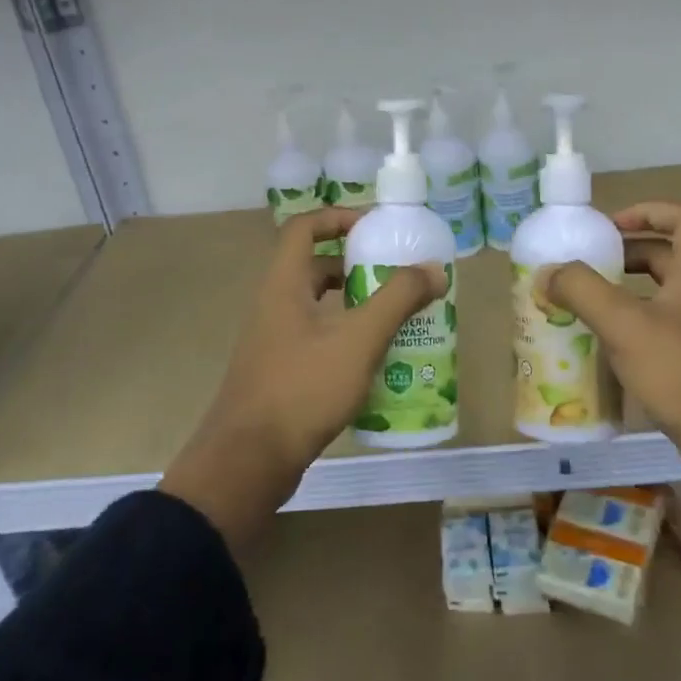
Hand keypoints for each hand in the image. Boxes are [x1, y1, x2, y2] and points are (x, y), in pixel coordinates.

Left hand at [160, 208, 447, 546]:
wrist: (248, 463)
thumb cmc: (301, 389)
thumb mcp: (358, 340)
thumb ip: (397, 300)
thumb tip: (433, 268)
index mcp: (283, 285)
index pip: (305, 227)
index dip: (339, 217)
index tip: (377, 226)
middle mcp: (275, 305)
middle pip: (316, 267)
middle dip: (359, 266)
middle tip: (399, 275)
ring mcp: (275, 341)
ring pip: (320, 307)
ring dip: (357, 304)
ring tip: (399, 315)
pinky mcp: (282, 372)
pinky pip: (320, 338)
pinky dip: (349, 337)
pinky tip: (378, 359)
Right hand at [544, 202, 680, 494]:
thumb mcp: (627, 325)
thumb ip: (583, 291)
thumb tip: (547, 272)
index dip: (647, 210)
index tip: (607, 228)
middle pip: (664, 258)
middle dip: (621, 258)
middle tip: (581, 271)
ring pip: (657, 300)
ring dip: (620, 298)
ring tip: (579, 310)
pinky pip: (656, 336)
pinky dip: (627, 335)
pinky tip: (599, 355)